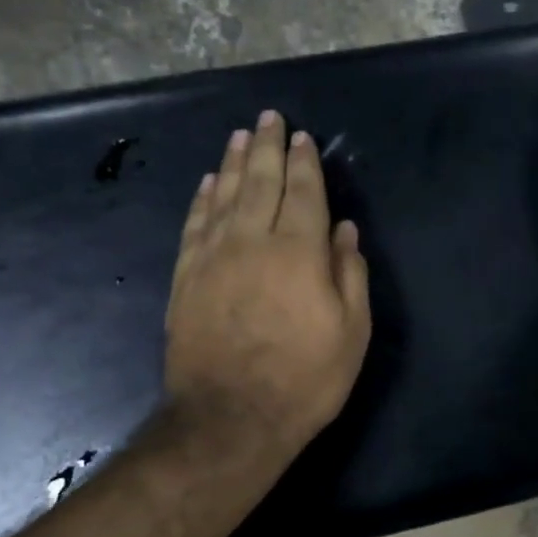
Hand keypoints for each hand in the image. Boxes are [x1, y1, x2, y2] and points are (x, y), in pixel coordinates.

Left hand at [163, 111, 371, 461]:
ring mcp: (213, 257)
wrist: (230, 418)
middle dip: (266, 147)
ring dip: (232, 162)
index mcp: (299, 252)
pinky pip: (195, 224)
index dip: (304, 162)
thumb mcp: (351, 332)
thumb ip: (350, 274)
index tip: (302, 137)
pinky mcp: (186, 277)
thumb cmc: (305, 378)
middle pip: (260, 182)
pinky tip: (208, 183)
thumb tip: (345, 230)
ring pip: (223, 195)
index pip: (303, 193)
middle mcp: (253, 241)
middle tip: (269, 118)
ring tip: (239, 136)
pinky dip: (203, 199)